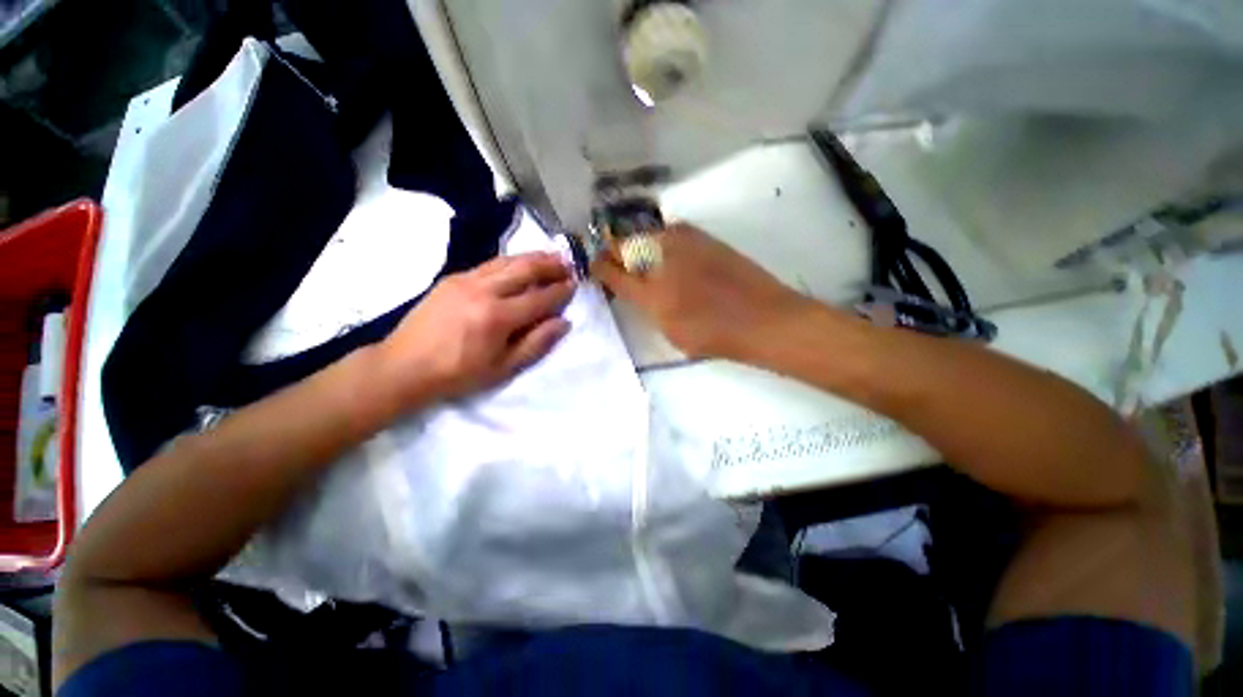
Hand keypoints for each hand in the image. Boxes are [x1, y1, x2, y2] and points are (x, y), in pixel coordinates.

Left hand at [376, 252, 574, 407]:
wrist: (404, 366)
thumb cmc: (458, 373)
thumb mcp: (503, 368)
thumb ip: (536, 343)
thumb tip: (563, 323)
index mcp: (498, 317)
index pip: (540, 298)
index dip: (561, 291)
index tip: (576, 284)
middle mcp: (484, 291)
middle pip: (525, 269)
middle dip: (550, 265)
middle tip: (568, 263)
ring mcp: (465, 280)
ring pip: (507, 261)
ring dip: (532, 257)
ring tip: (550, 256)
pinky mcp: (452, 278)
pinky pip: (489, 264)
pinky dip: (509, 261)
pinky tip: (517, 263)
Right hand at [592, 224, 813, 359]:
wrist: (763, 318)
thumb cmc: (714, 335)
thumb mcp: (669, 331)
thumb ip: (646, 305)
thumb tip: (633, 287)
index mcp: (650, 291)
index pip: (610, 269)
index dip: (598, 268)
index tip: (596, 270)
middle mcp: (661, 257)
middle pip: (623, 244)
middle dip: (615, 254)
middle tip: (618, 267)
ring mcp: (683, 240)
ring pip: (644, 235)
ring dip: (638, 247)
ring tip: (645, 264)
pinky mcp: (701, 235)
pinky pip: (668, 233)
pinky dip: (660, 243)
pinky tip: (669, 258)